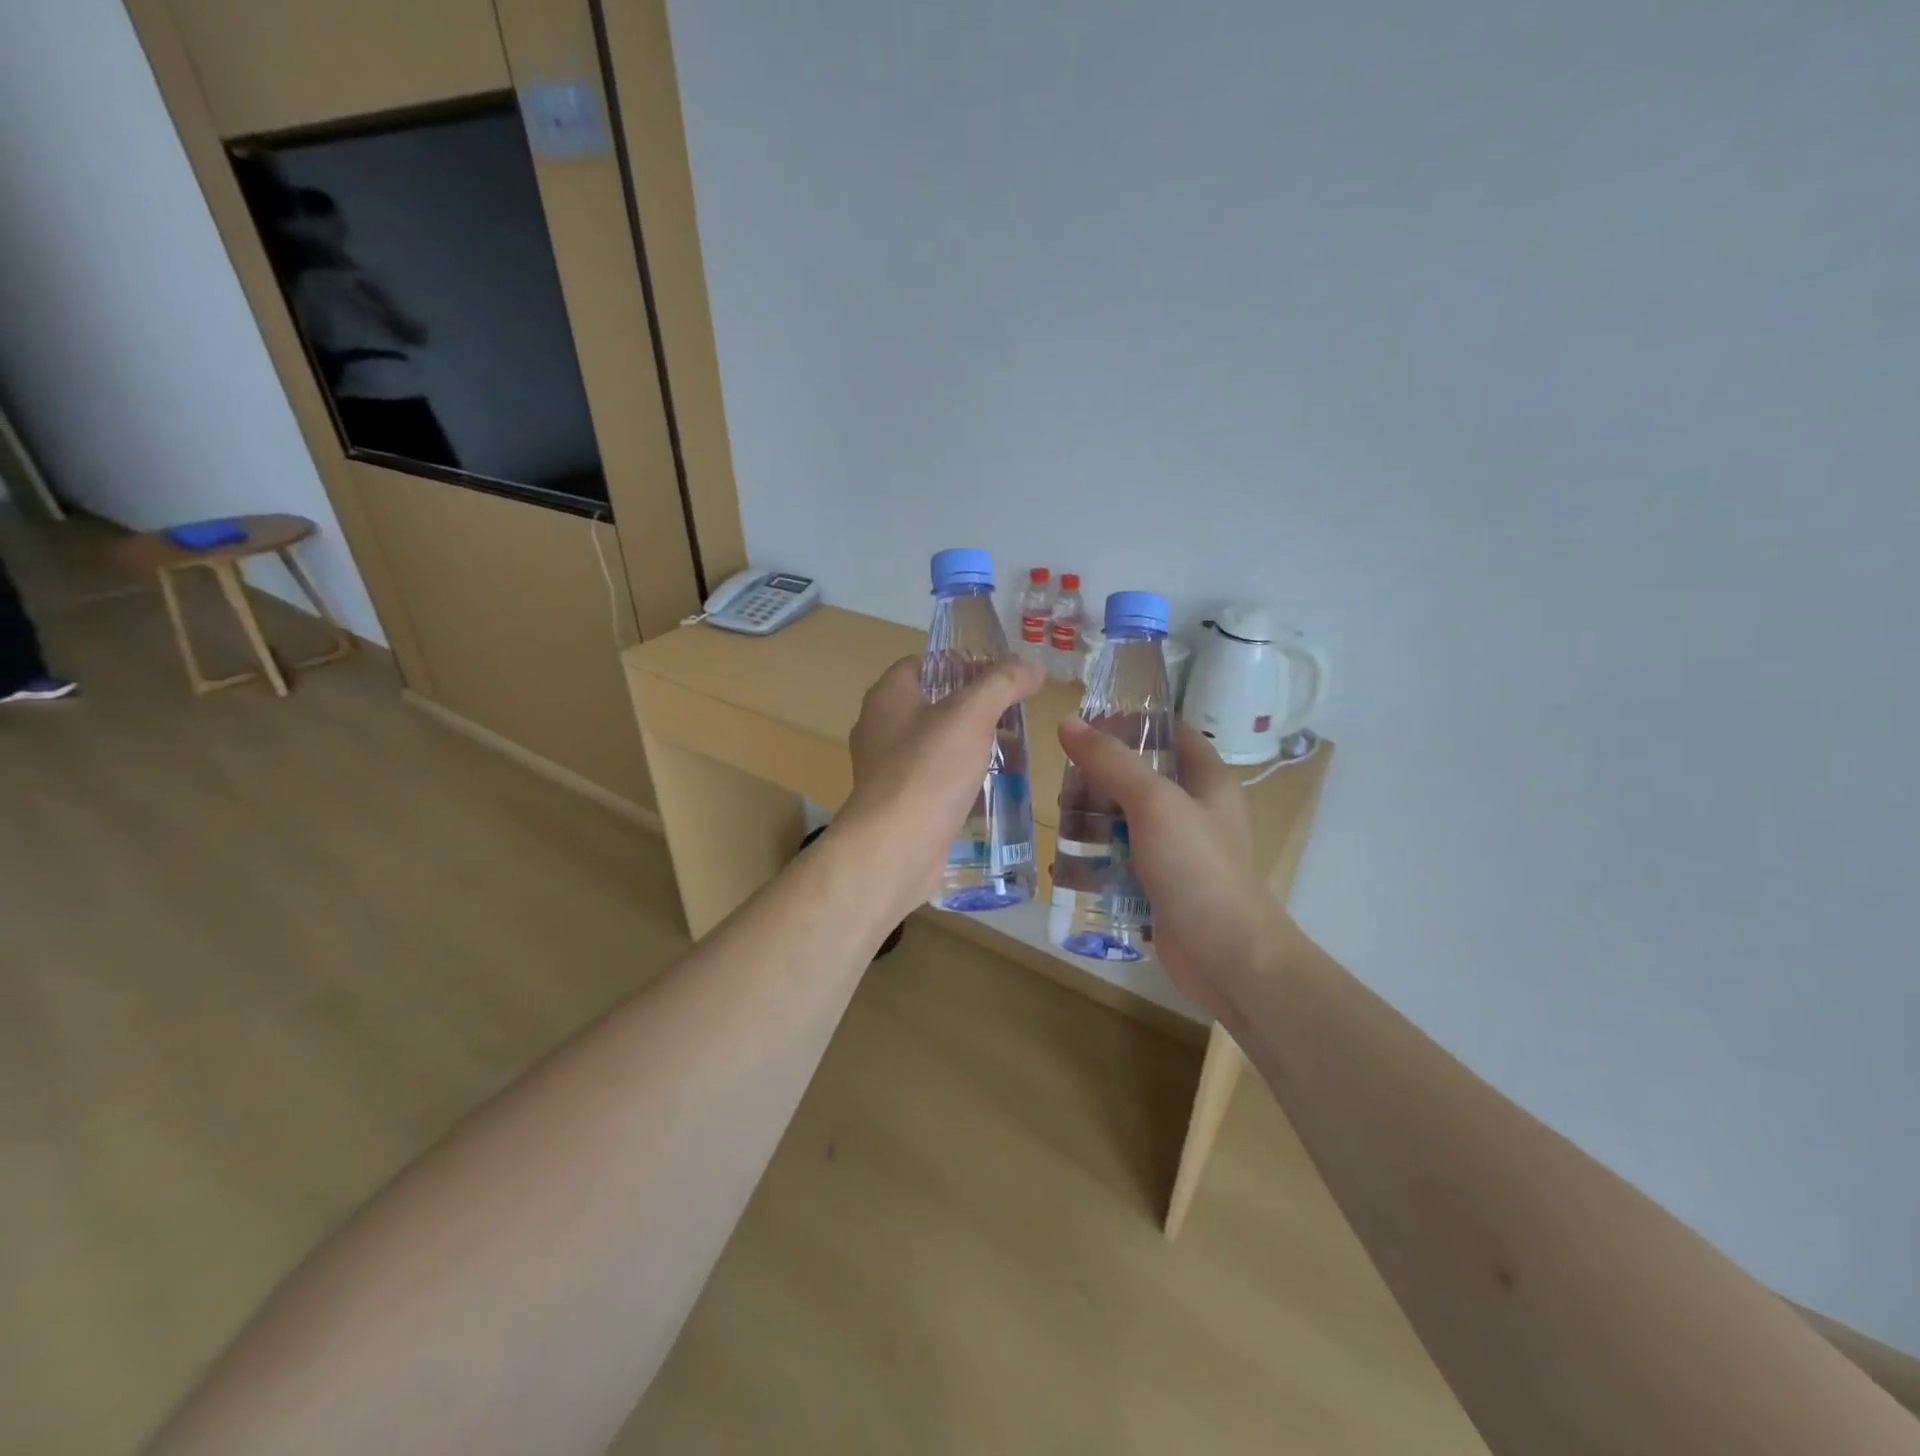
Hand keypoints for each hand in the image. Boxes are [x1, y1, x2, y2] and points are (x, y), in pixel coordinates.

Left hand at [840, 656, 1045, 916]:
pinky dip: (960, 777)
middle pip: (930, 703)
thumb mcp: (972, 715)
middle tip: (1012, 712)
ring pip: (934, 744)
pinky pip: (933, 779)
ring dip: (968, 743)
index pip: (921, 663)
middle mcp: (880, 728)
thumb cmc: (929, 771)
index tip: (997, 675)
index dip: (959, 662)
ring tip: (1010, 748)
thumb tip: (1031, 667)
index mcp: (887, 697)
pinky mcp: (899, 803)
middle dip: (972, 706)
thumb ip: (1002, 684)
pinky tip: (990, 786)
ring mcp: (886, 769)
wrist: (895, 848)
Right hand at [1056, 718, 1298, 1016]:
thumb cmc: (1197, 868)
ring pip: (1126, 820)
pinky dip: (1097, 858)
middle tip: (1064, 784)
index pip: (1171, 733)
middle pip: (1140, 777)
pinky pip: (1122, 860)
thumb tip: (1069, 722)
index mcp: (1207, 780)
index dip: (1132, 724)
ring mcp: (1177, 850)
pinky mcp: (1160, 885)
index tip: (1086, 725)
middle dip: (1099, 778)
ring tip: (1059, 823)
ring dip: (1092, 820)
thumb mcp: (1154, 804)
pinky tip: (1066, 863)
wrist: (1228, 957)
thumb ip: (1112, 762)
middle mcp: (1195, 810)